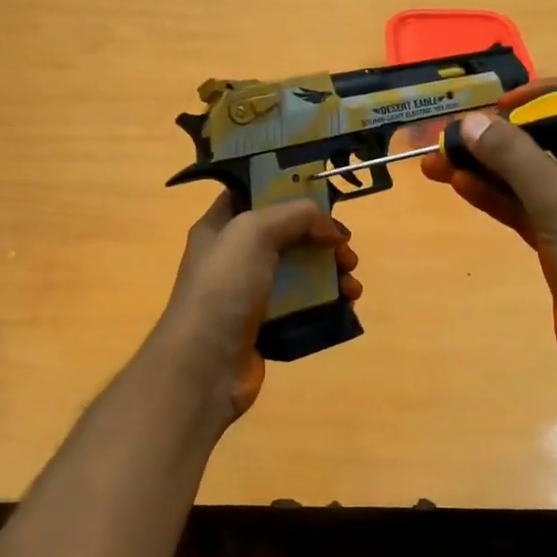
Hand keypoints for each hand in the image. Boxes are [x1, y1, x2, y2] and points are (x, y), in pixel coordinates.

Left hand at [147, 192, 360, 423]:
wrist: (204, 366)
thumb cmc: (223, 289)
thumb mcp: (254, 233)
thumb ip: (296, 216)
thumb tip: (331, 230)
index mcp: (220, 227)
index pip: (254, 195)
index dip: (288, 191)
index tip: (324, 199)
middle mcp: (234, 258)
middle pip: (287, 236)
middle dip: (322, 239)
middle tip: (345, 250)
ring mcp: (250, 294)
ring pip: (301, 272)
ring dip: (331, 272)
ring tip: (352, 284)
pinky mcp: (267, 327)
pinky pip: (304, 306)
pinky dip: (328, 303)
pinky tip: (347, 305)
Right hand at [421, 81, 556, 410]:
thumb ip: (514, 157)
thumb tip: (471, 122)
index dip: (541, 97)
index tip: (496, 104)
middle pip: (552, 140)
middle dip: (501, 137)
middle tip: (452, 133)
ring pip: (534, 176)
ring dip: (489, 168)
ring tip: (437, 160)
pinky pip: (528, 208)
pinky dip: (497, 197)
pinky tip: (459, 185)